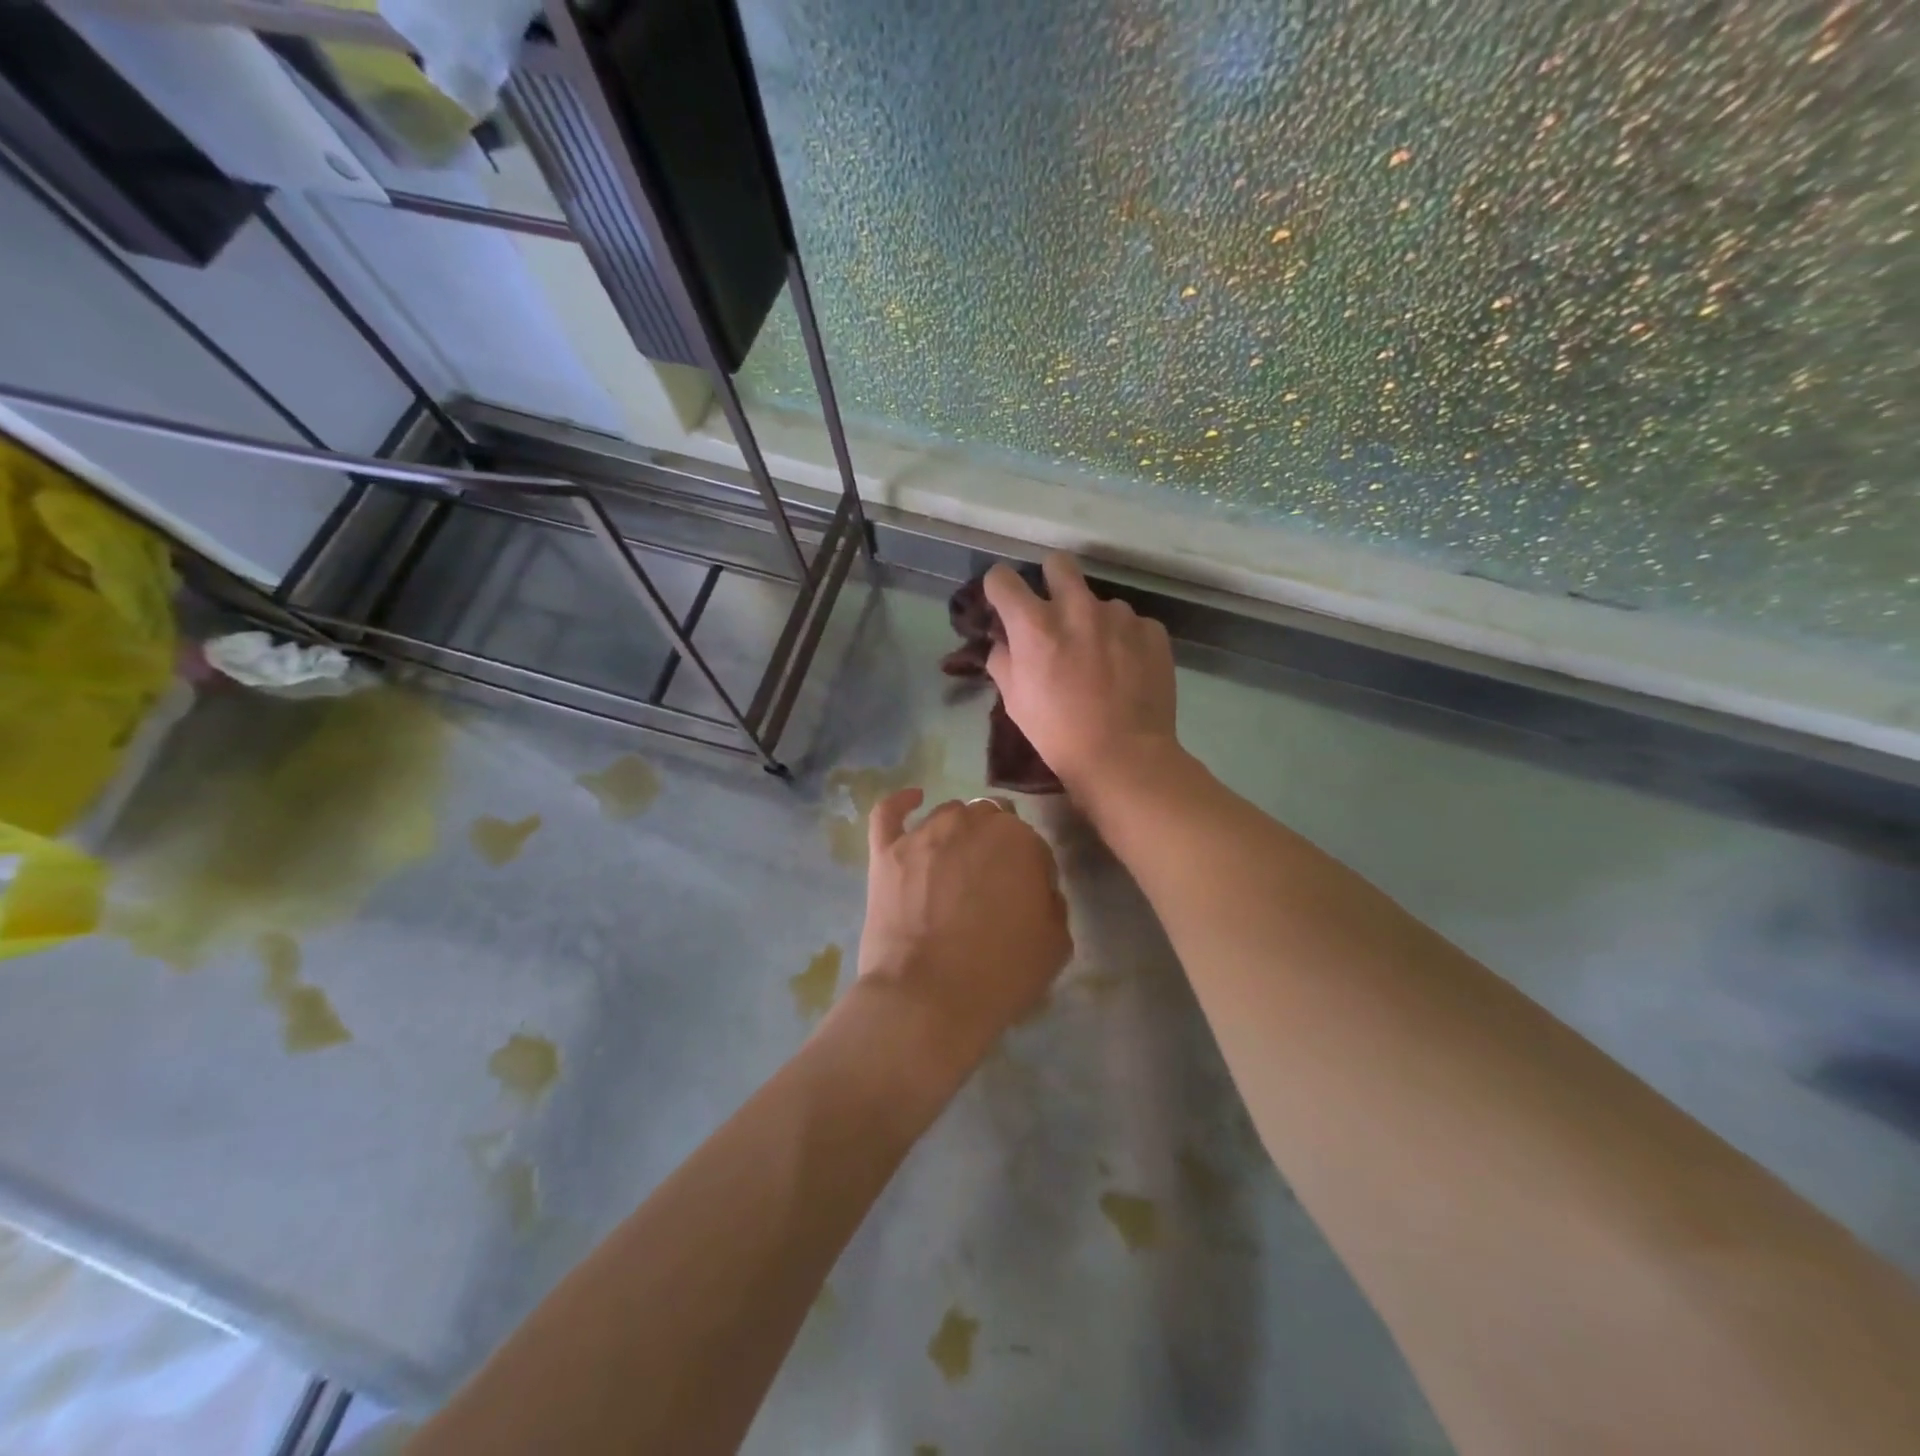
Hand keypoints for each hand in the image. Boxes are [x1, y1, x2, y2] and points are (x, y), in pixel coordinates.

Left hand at [857, 789, 1071, 1058]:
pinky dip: (902, 802)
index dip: (1030, 871)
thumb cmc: (1000, 974)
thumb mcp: (1056, 944)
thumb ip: (1052, 902)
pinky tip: (913, 799)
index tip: (1025, 899)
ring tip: (956, 863)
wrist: (928, 998)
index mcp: (1020, 840)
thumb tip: (1037, 889)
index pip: (1032, 843)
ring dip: (958, 831)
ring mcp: (924, 834)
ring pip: (948, 814)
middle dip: (995, 845)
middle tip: (990, 883)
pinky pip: (890, 812)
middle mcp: (972, 823)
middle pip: (990, 820)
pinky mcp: (887, 851)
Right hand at [983, 553, 1179, 793]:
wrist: (1124, 756)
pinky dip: (1123, 639)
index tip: (1003, 602)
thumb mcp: (1014, 701)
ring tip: (1099, 657)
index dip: (998, 588)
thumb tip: (1005, 642)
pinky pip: (1130, 623)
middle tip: (1053, 610)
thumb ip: (1003, 660)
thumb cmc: (1058, 734)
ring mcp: (1119, 616)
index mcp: (1034, 625)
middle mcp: (1076, 607)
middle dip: (1050, 579)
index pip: (1002, 578)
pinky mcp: (1151, 630)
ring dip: (1092, 619)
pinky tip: (1125, 670)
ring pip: (1098, 600)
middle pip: (1057, 563)